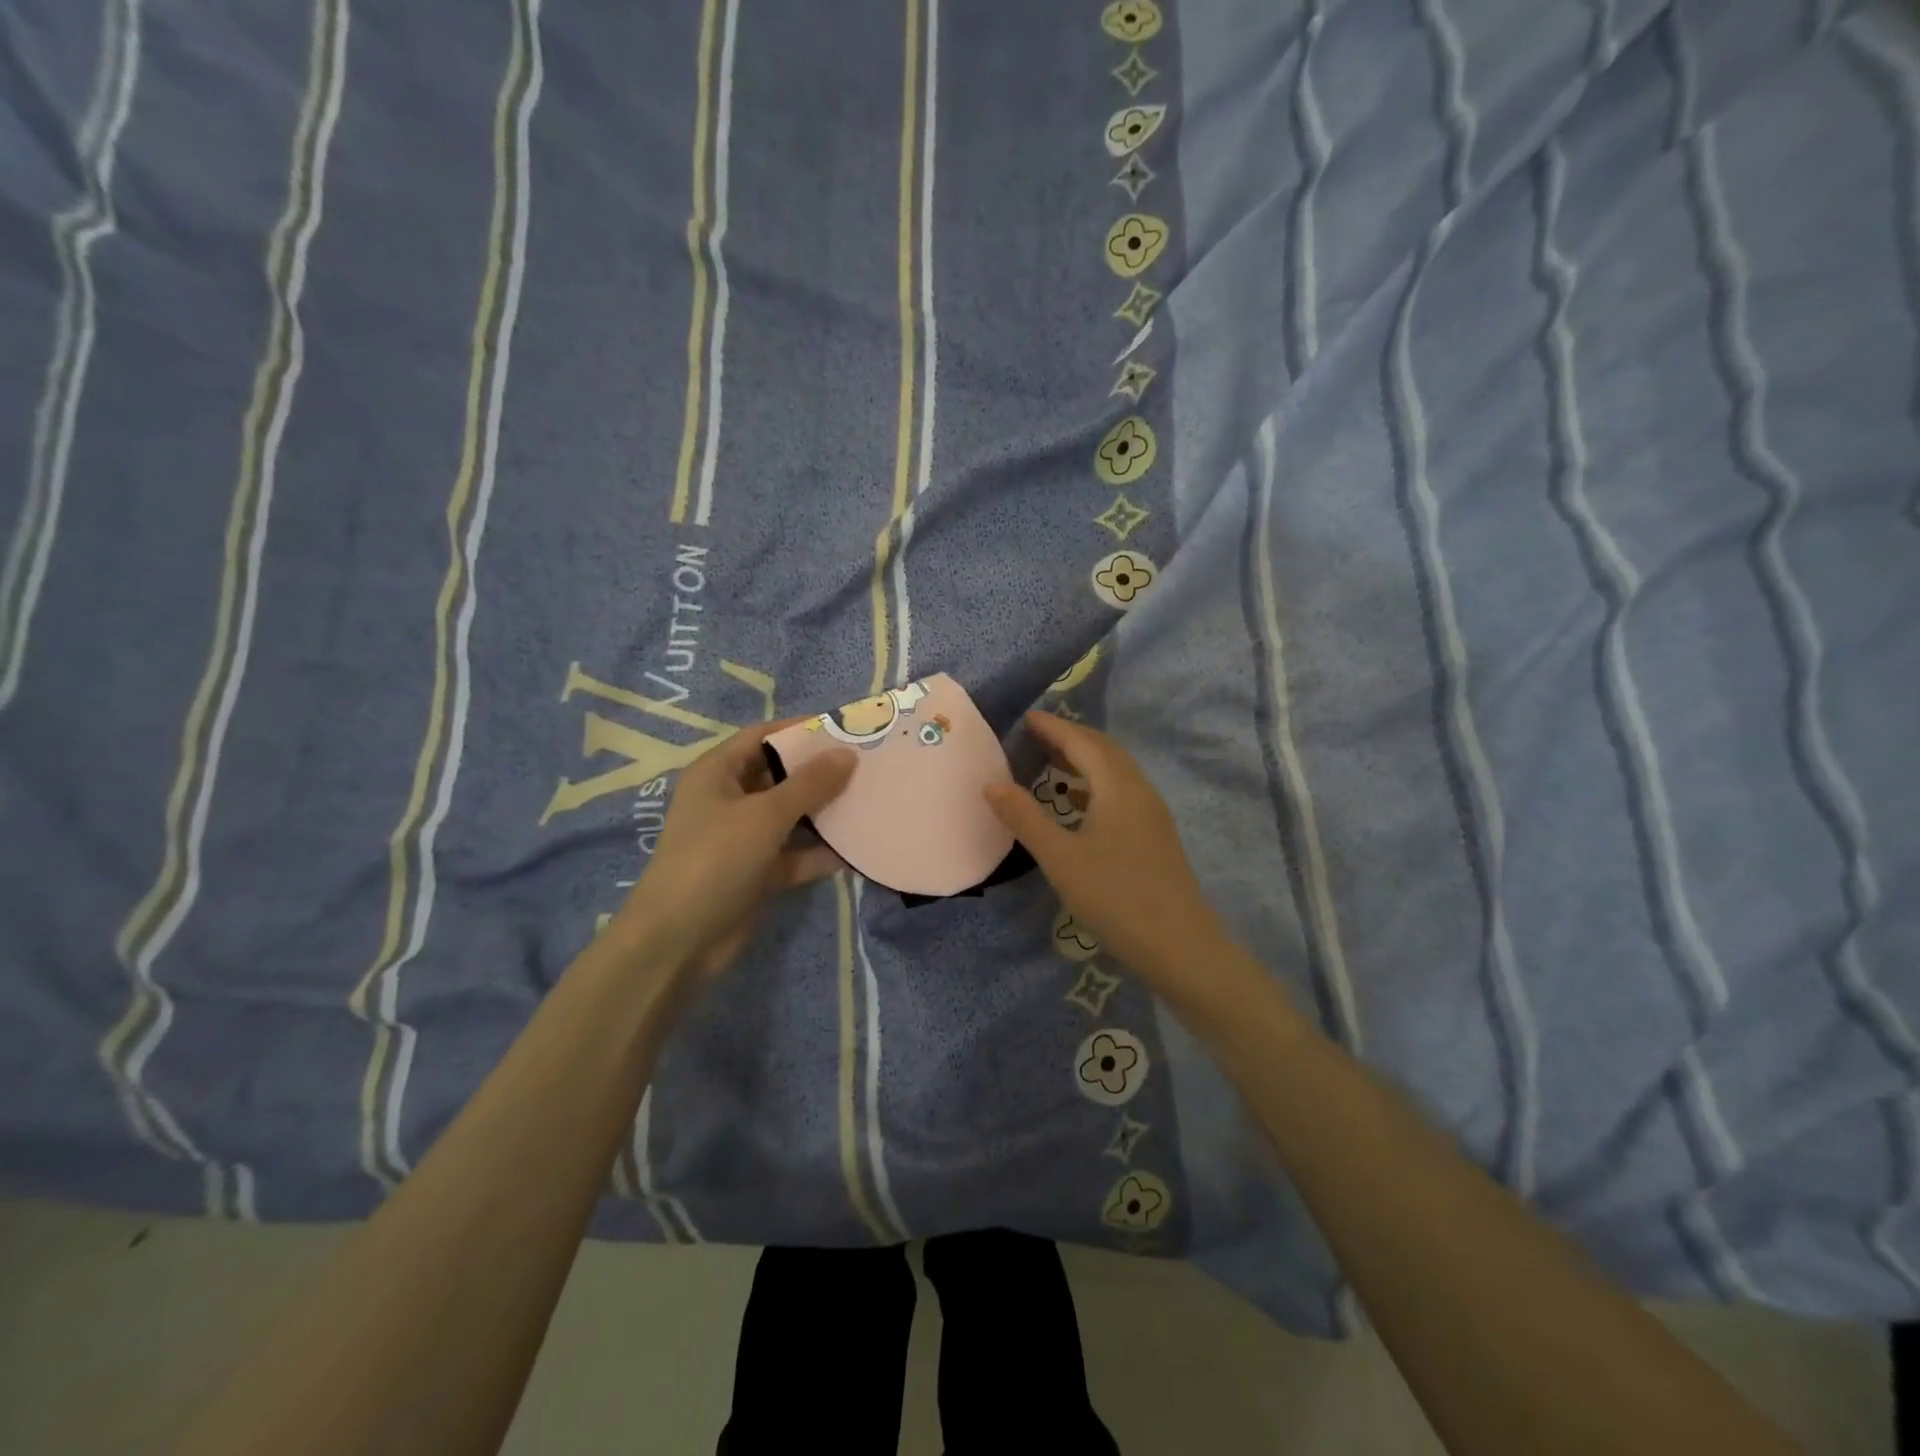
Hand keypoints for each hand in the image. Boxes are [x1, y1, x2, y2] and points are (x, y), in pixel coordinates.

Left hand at [613, 721, 855, 985]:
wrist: (679, 941)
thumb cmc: (716, 859)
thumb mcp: (765, 815)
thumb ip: (810, 784)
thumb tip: (848, 754)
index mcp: (717, 773)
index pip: (761, 736)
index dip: (799, 729)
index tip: (843, 729)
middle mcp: (728, 800)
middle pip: (779, 776)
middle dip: (819, 772)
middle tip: (866, 765)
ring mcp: (742, 839)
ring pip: (791, 817)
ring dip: (825, 812)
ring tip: (869, 801)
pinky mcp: (757, 873)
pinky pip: (794, 854)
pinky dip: (820, 853)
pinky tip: (857, 849)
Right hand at [984, 713, 1234, 1005]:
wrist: (1179, 945)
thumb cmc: (1115, 897)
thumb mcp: (1060, 858)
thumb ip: (1025, 818)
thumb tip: (991, 783)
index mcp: (1118, 787)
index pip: (1082, 743)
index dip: (1054, 727)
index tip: (1027, 718)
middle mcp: (1139, 790)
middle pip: (1104, 750)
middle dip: (1070, 737)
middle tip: (1036, 735)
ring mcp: (1152, 813)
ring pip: (1116, 772)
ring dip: (1085, 760)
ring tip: (1052, 762)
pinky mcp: (1155, 835)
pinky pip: (1122, 792)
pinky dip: (1096, 785)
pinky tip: (1079, 803)